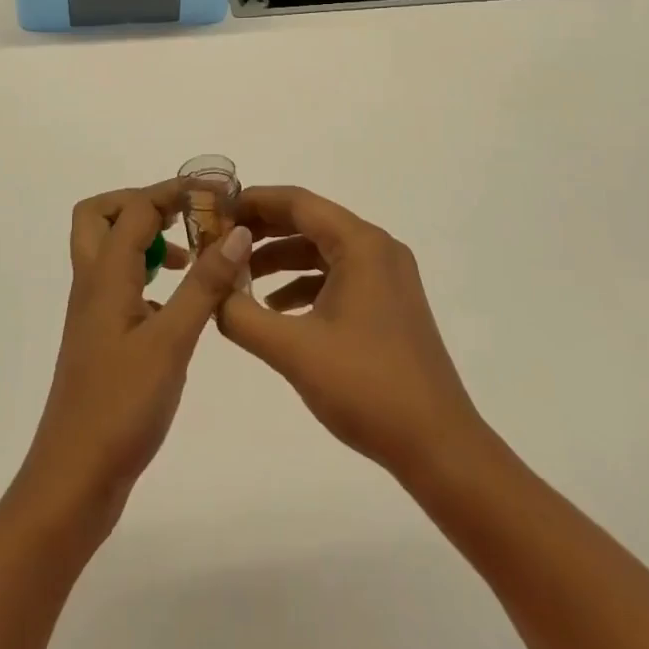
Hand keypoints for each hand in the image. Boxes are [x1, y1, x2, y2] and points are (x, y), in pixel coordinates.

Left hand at [16, 181, 253, 529]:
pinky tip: (180, 303)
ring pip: (109, 250)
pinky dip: (147, 274)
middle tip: (185, 217)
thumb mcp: (172, 342)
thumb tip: (236, 232)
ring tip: (192, 256)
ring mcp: (93, 312)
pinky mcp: (102, 338)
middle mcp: (92, 284)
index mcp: (105, 276)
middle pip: (100, 215)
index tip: (217, 192)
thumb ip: (204, 285)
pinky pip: (120, 284)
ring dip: (146, 237)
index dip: (174, 192)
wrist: (74, 479)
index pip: (135, 208)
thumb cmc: (121, 407)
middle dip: (142, 203)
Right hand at [217, 186, 485, 483]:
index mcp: (360, 244)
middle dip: (263, 230)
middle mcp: (377, 248)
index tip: (215, 210)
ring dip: (281, 259)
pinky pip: (337, 276)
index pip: (298, 202)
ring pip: (323, 250)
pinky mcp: (388, 303)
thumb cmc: (367, 387)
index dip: (254, 202)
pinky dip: (304, 284)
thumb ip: (242, 315)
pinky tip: (276, 310)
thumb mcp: (293, 350)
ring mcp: (387, 276)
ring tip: (238, 277)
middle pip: (310, 221)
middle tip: (218, 241)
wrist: (438, 446)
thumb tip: (210, 292)